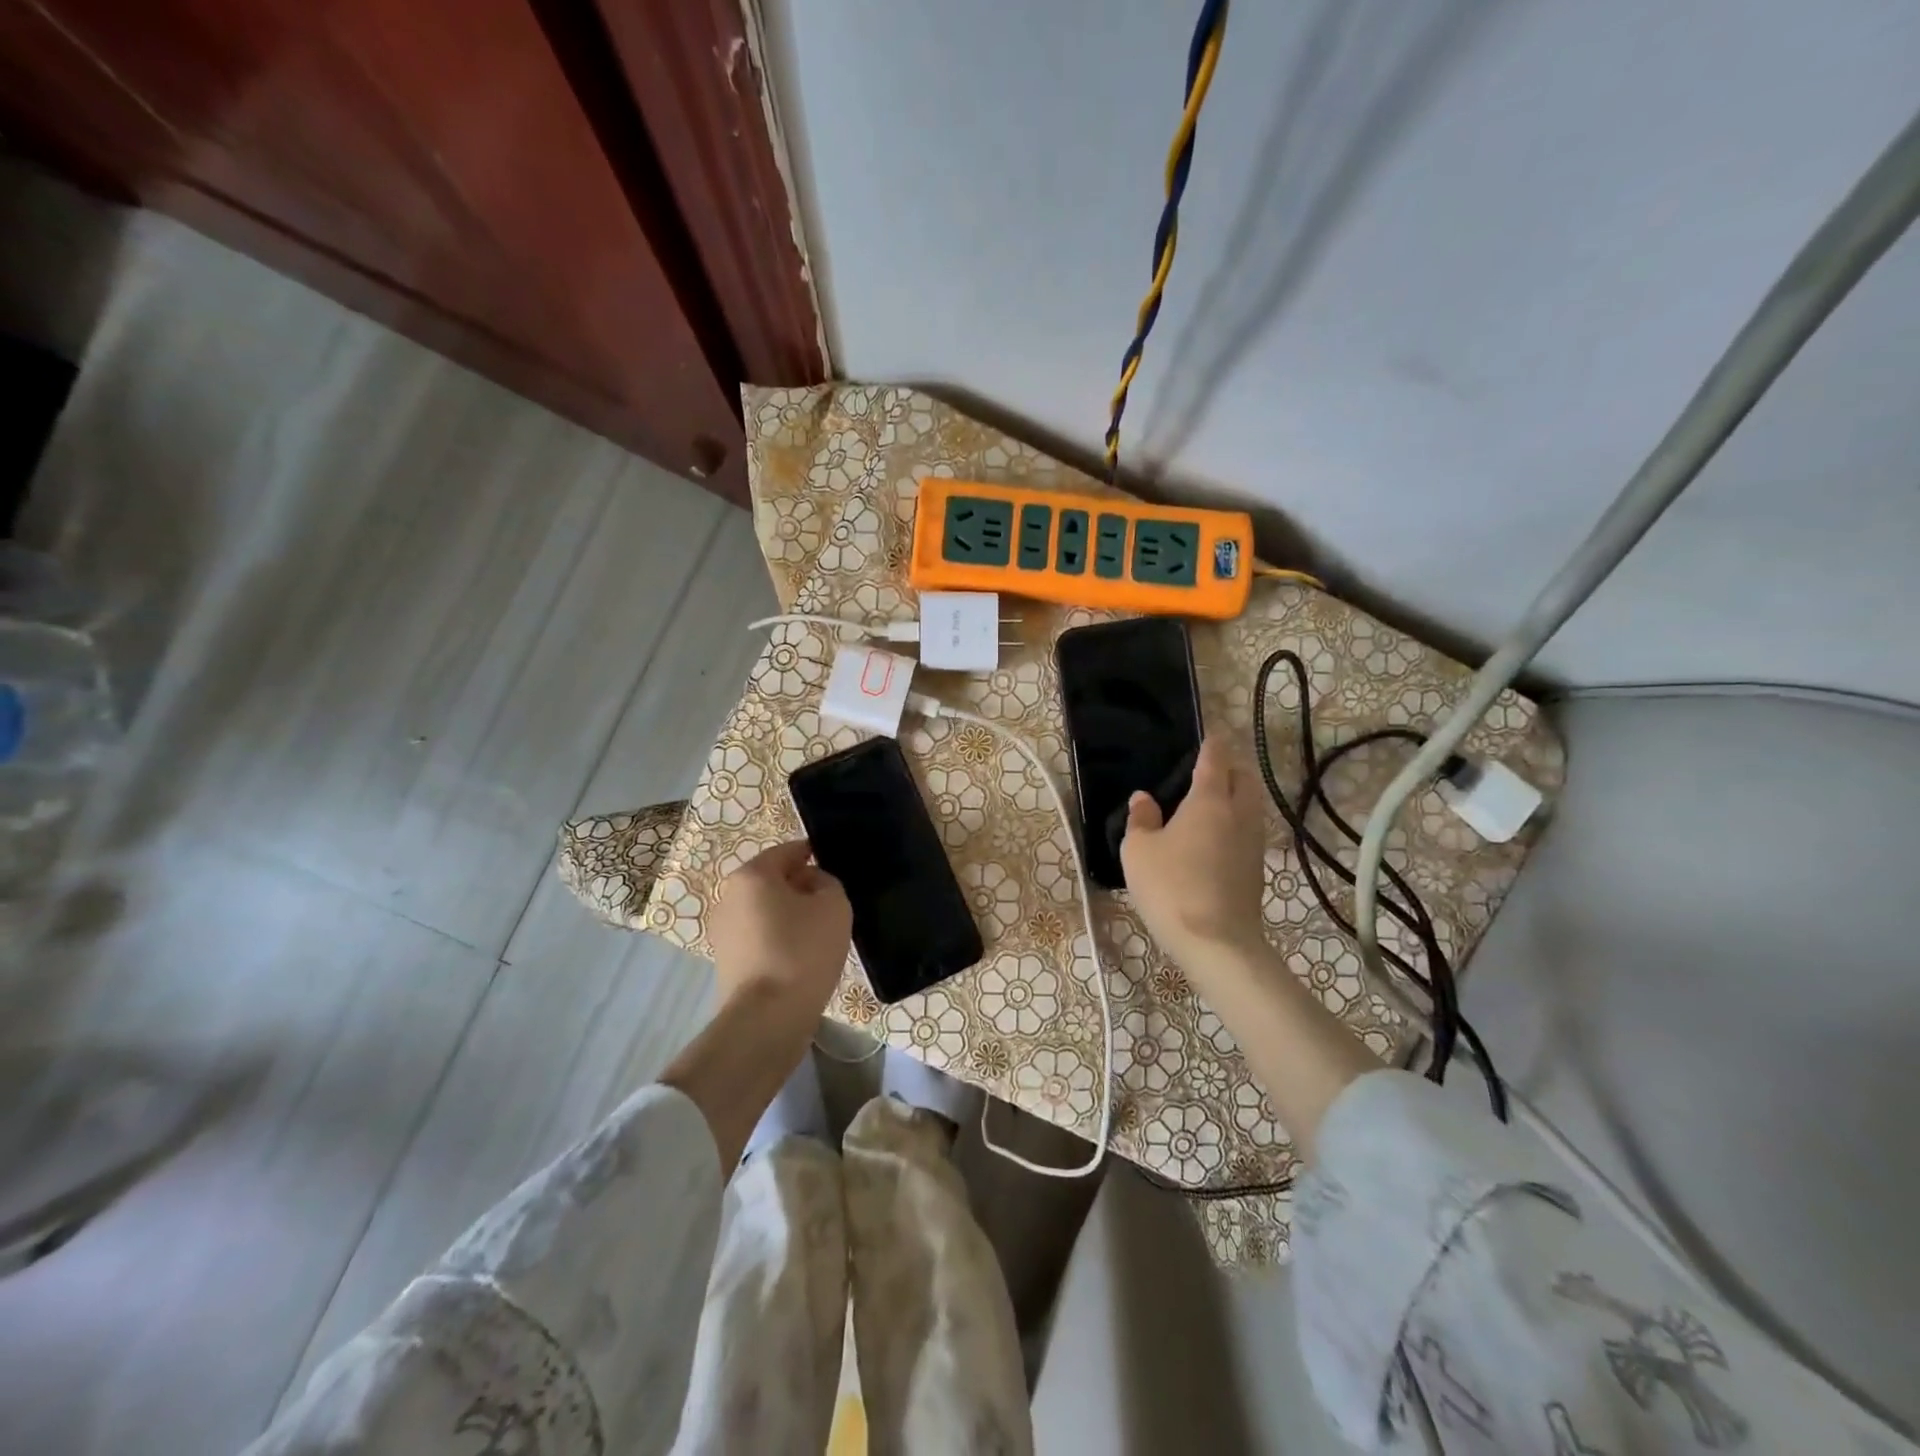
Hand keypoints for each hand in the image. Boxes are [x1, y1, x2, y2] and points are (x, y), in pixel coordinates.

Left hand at [709, 840, 852, 1015]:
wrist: (767, 1017)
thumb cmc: (802, 951)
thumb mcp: (834, 905)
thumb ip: (827, 882)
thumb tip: (812, 884)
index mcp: (752, 874)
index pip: (789, 851)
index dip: (815, 855)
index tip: (836, 871)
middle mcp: (729, 895)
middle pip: (774, 880)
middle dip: (801, 887)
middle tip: (831, 906)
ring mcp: (722, 929)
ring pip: (766, 909)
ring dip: (790, 915)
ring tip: (818, 935)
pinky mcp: (725, 959)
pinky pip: (759, 936)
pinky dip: (779, 939)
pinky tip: (800, 958)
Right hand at [1120, 734, 1269, 970]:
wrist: (1216, 942)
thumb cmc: (1170, 886)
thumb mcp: (1138, 850)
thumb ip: (1140, 819)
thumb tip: (1144, 798)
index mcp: (1209, 800)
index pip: (1215, 759)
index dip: (1212, 743)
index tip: (1209, 733)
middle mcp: (1238, 814)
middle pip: (1244, 778)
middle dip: (1232, 766)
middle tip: (1210, 767)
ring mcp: (1252, 843)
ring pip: (1251, 805)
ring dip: (1237, 794)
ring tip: (1213, 800)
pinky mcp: (1256, 869)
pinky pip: (1249, 830)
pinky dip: (1236, 821)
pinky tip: (1216, 836)